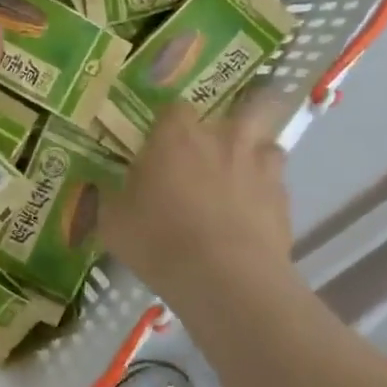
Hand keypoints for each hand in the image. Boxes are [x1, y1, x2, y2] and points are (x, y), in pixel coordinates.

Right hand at [101, 93, 299, 322]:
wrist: (227, 280)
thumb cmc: (160, 241)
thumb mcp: (114, 223)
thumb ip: (109, 198)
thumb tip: (102, 188)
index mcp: (178, 135)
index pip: (175, 108)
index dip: (168, 123)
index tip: (159, 144)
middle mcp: (224, 138)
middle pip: (243, 106)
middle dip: (234, 120)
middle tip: (215, 146)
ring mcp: (260, 166)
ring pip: (268, 144)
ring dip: (255, 155)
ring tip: (240, 178)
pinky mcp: (284, 199)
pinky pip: (276, 185)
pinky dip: (265, 194)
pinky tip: (251, 217)